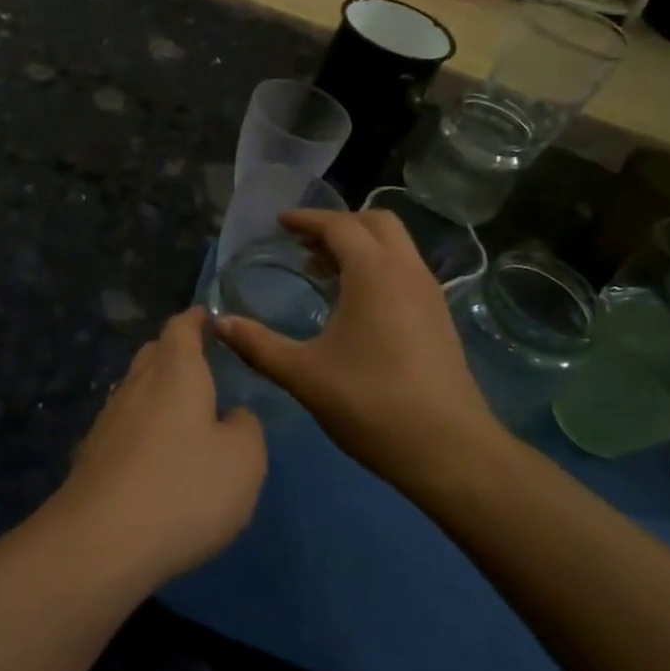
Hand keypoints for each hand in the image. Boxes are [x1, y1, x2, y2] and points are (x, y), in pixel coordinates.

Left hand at [53, 308, 266, 586]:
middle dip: (176, 352)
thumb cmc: (185, 488)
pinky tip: (155, 453)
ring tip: (183, 409)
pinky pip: (125, 424)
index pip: (182, 327)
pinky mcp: (93, 454)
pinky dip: (143, 426)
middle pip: (154, 354)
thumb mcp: (244, 459)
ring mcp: (109, 418)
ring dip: (158, 390)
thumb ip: (246, 427)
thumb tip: (232, 417)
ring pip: (137, 389)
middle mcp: (137, 384)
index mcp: (175, 371)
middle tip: (201, 363)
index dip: (196, 319)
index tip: (208, 316)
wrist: (101, 541)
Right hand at [213, 210, 503, 493]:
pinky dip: (376, 267)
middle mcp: (407, 272)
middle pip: (375, 223)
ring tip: (321, 270)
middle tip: (303, 242)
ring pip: (395, 247)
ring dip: (359, 246)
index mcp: (374, 273)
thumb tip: (219, 324)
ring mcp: (429, 294)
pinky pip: (404, 271)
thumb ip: (258, 345)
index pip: (339, 226)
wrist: (450, 450)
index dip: (307, 220)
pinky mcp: (439, 318)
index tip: (279, 222)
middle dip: (338, 224)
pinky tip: (353, 304)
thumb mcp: (304, 374)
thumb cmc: (371, 403)